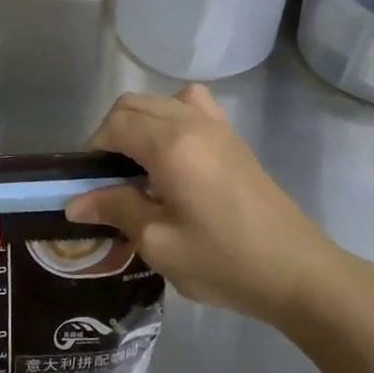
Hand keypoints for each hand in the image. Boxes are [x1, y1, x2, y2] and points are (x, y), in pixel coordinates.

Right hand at [65, 86, 348, 327]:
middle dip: (111, 133)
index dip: (93, 150)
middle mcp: (191, 123)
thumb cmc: (224, 262)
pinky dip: (171, 116)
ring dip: (139, 122)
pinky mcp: (233, 137)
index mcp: (171, 146)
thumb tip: (76, 202)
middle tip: (109, 177)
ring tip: (138, 163)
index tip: (91, 185)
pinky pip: (192, 105)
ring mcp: (216, 126)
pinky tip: (174, 152)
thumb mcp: (159, 244)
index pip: (115, 125)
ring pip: (160, 100)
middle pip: (133, 104)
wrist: (297, 272)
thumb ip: (116, 210)